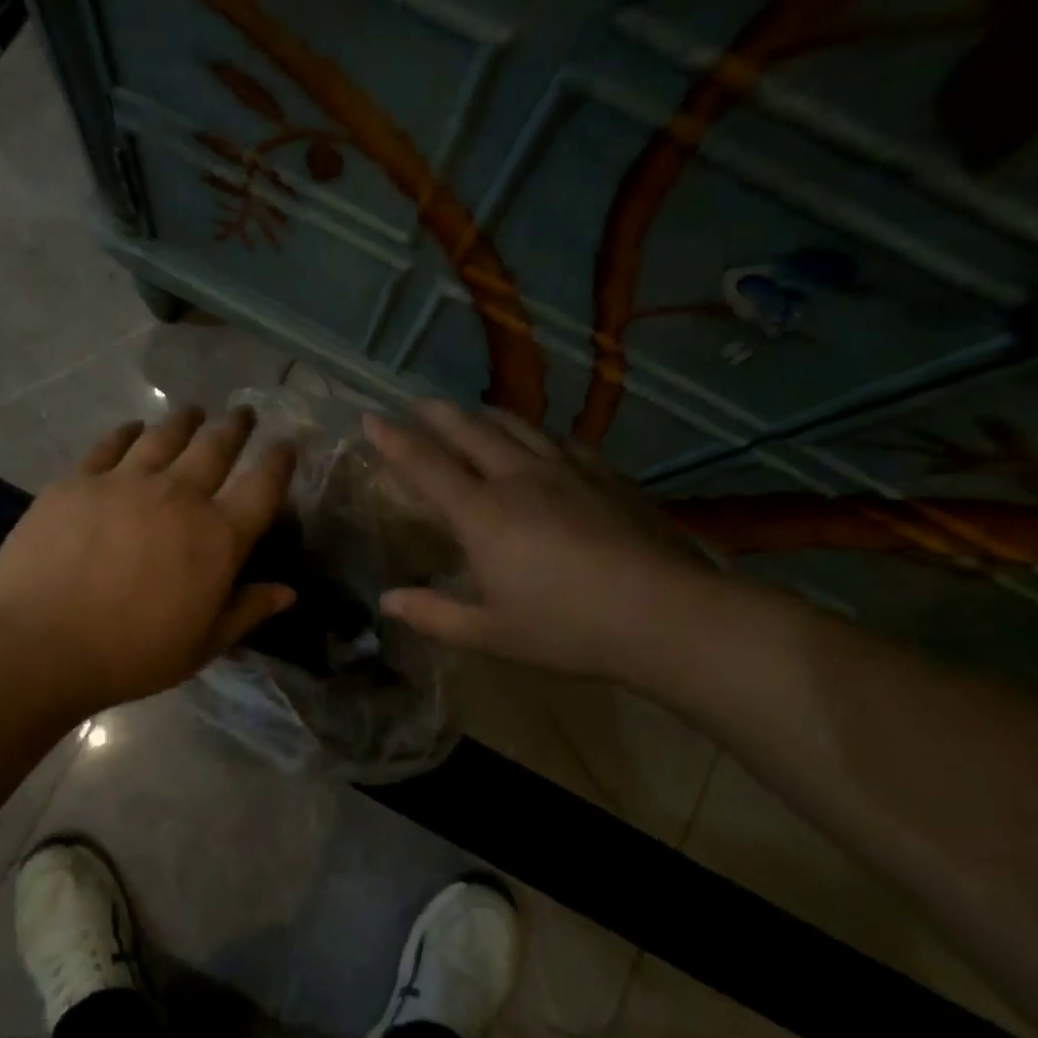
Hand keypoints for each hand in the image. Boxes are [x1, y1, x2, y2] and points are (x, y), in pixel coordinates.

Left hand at [0, 405, 296, 715]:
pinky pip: (111, 444)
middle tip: (243, 413)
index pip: (263, 486)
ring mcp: (126, 481)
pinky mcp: (80, 480)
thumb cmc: (131, 653)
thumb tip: (288, 592)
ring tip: (194, 412)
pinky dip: (129, 432)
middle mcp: (179, 495)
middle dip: (235, 426)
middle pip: (216, 446)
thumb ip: (247, 611)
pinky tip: (134, 428)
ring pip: (166, 435)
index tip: (287, 444)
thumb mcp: (202, 644)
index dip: (279, 461)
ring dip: (186, 420)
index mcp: (218, 536)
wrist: (39, 644)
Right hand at [365, 400, 720, 682]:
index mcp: (483, 514)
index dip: (395, 440)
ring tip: (473, 411)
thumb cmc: (568, 628)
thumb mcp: (491, 633)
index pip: (426, 465)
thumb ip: (434, 615)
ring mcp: (565, 471)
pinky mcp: (604, 475)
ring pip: (517, 428)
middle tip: (420, 404)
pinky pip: (561, 442)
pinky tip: (543, 440)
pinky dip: (538, 434)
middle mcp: (517, 479)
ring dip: (486, 416)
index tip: (372, 417)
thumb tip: (387, 601)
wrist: (665, 614)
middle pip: (470, 432)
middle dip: (439, 414)